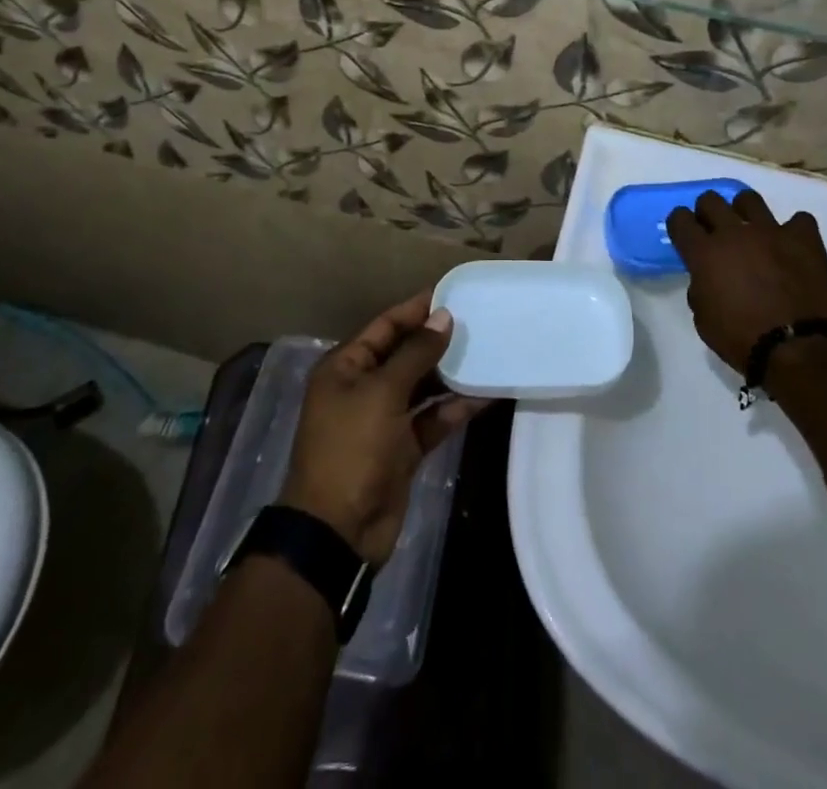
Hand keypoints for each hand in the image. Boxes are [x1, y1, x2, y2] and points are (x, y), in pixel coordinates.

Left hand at [279, 292, 486, 564]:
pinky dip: (456, 408)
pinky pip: (433, 418)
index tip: (453, 294)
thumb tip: (443, 316)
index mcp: (346, 367)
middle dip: (438, 340)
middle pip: (405, 354)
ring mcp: (384, 419)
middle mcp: (363, 387)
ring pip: (423, 386)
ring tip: (488, 350)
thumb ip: (416, 353)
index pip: (385, 326)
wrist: (338, 532)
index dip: (416, 310)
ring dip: (451, 373)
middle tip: (479, 321)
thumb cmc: (351, 449)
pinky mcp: (404, 447)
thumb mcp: (382, 392)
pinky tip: (487, 394)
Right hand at [665, 189, 826, 373]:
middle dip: (707, 212)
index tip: (685, 234)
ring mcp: (771, 231)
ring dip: (745, 213)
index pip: (680, 219)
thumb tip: (706, 279)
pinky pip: (799, 220)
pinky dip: (794, 232)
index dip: (679, 224)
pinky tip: (792, 247)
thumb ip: (700, 290)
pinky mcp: (804, 239)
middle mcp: (734, 233)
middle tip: (714, 231)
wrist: (797, 348)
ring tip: (751, 231)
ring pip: (750, 200)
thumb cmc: (743, 340)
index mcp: (704, 253)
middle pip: (710, 200)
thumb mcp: (704, 321)